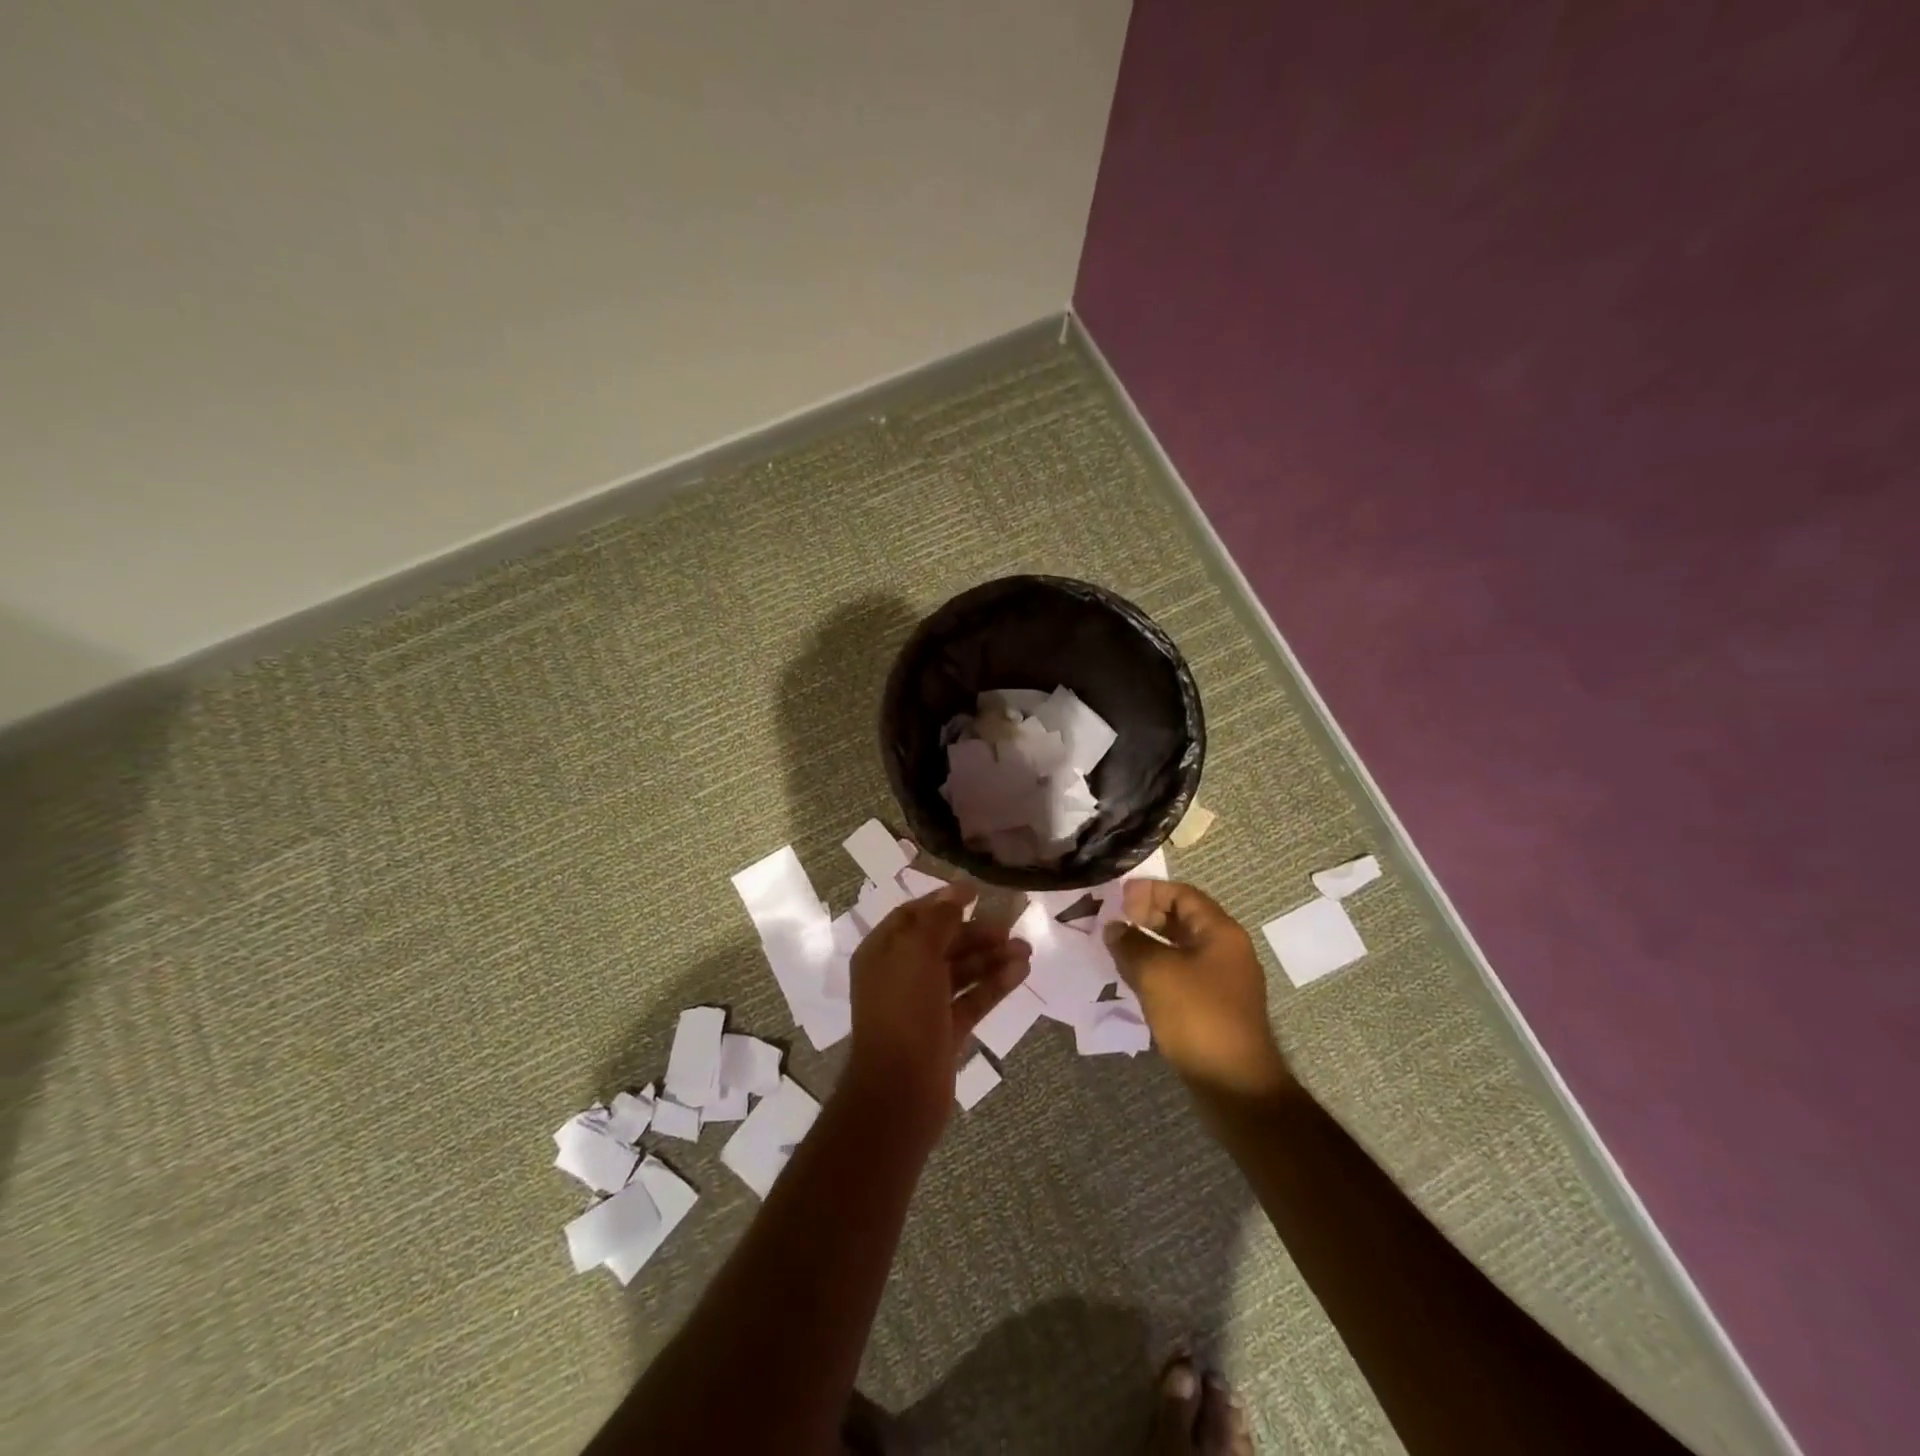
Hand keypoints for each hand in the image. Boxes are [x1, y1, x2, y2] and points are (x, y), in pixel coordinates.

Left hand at [843, 882, 1030, 1141]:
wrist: (900, 1091)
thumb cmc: (903, 1011)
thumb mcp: (917, 953)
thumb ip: (938, 920)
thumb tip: (955, 893)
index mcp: (882, 952)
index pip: (913, 915)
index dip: (943, 901)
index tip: (977, 891)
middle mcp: (900, 974)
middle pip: (941, 943)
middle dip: (975, 933)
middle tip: (1009, 927)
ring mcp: (923, 1005)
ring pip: (960, 971)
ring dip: (991, 957)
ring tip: (1026, 949)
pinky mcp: (945, 1030)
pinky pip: (972, 998)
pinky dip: (994, 984)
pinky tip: (1021, 972)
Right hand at [1104, 880, 1293, 1101]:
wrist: (1234, 1084)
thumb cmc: (1197, 1016)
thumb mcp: (1156, 973)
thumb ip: (1130, 943)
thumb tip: (1114, 928)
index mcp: (1220, 932)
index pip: (1183, 894)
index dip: (1149, 891)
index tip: (1117, 898)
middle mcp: (1226, 950)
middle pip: (1183, 919)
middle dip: (1147, 916)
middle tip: (1114, 922)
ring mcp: (1222, 980)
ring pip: (1180, 948)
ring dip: (1149, 944)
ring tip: (1117, 948)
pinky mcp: (1214, 1006)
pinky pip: (1182, 974)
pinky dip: (1158, 969)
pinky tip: (1134, 978)